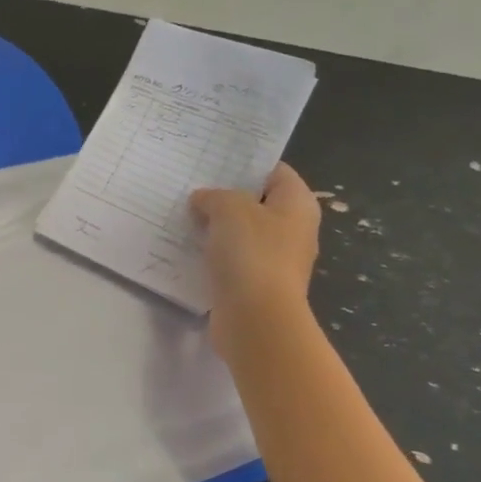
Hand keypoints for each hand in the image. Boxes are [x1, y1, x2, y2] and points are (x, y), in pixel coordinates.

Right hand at [189, 162, 320, 341]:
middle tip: (191, 187)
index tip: (214, 162)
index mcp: (297, 205)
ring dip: (216, 227)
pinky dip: (213, 255)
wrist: (256, 319)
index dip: (246, 164)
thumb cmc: (252, 254)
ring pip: (242, 233)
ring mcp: (275, 260)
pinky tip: (188, 250)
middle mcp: (292, 230)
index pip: (275, 171)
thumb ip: (215, 196)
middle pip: (257, 203)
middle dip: (226, 196)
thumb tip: (203, 200)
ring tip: (183, 217)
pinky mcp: (255, 285)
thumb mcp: (230, 209)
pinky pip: (232, 261)